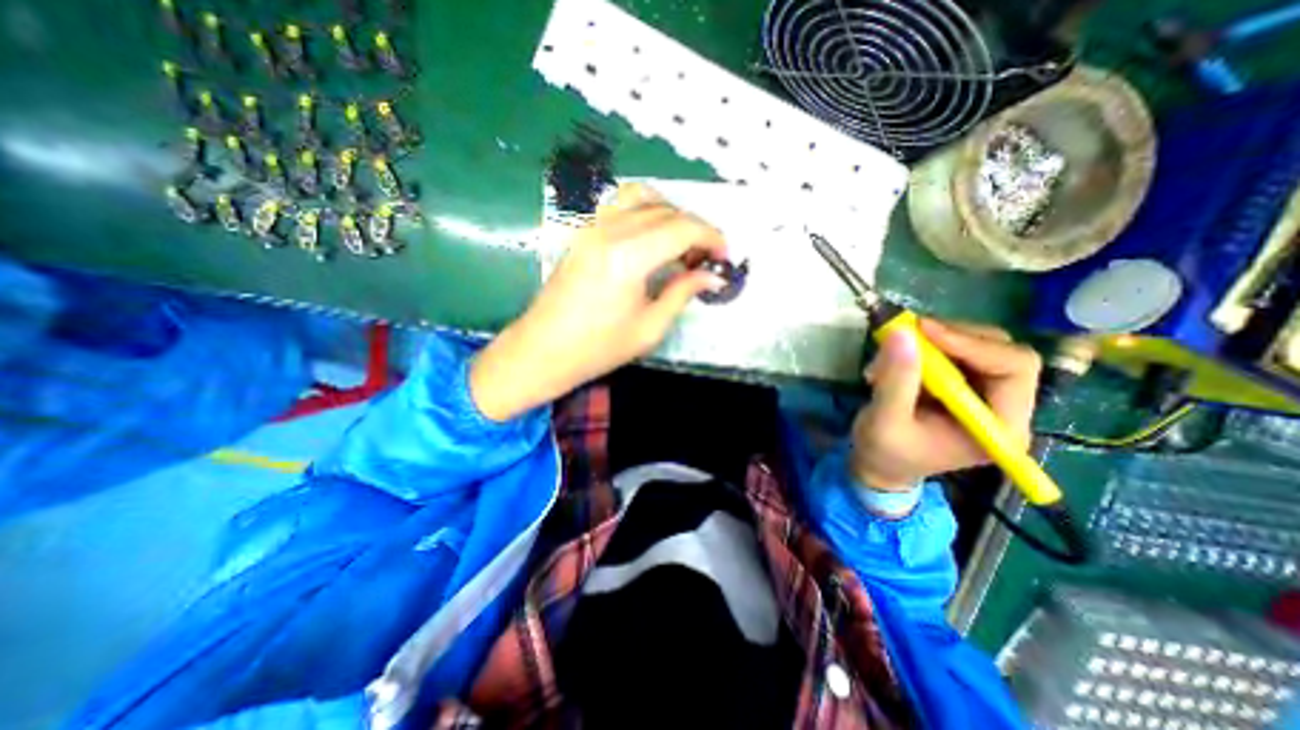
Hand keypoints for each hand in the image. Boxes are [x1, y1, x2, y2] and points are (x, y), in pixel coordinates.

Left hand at [474, 183, 727, 422]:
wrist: (543, 350)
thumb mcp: (649, 328)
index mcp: (629, 257)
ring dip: (670, 214)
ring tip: (679, 245)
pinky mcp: (583, 232)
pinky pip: (621, 206)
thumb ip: (682, 293)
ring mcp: (592, 227)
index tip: (723, 257)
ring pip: (643, 197)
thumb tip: (712, 276)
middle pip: (666, 210)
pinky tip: (651, 241)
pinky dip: (646, 213)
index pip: (683, 228)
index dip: (711, 238)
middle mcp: (611, 231)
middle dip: (694, 229)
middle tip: (704, 260)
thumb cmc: (598, 348)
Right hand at [849, 316, 1043, 489]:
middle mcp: (1002, 406)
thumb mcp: (886, 421)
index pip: (1013, 368)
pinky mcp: (961, 383)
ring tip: (890, 355)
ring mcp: (982, 393)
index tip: (923, 330)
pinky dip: (921, 347)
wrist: (879, 465)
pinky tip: (894, 360)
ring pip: (974, 344)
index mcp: (999, 426)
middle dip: (951, 337)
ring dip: (930, 341)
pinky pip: (951, 350)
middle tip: (907, 333)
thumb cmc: (885, 453)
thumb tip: (901, 333)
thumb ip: (897, 380)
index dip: (971, 343)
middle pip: (999, 350)